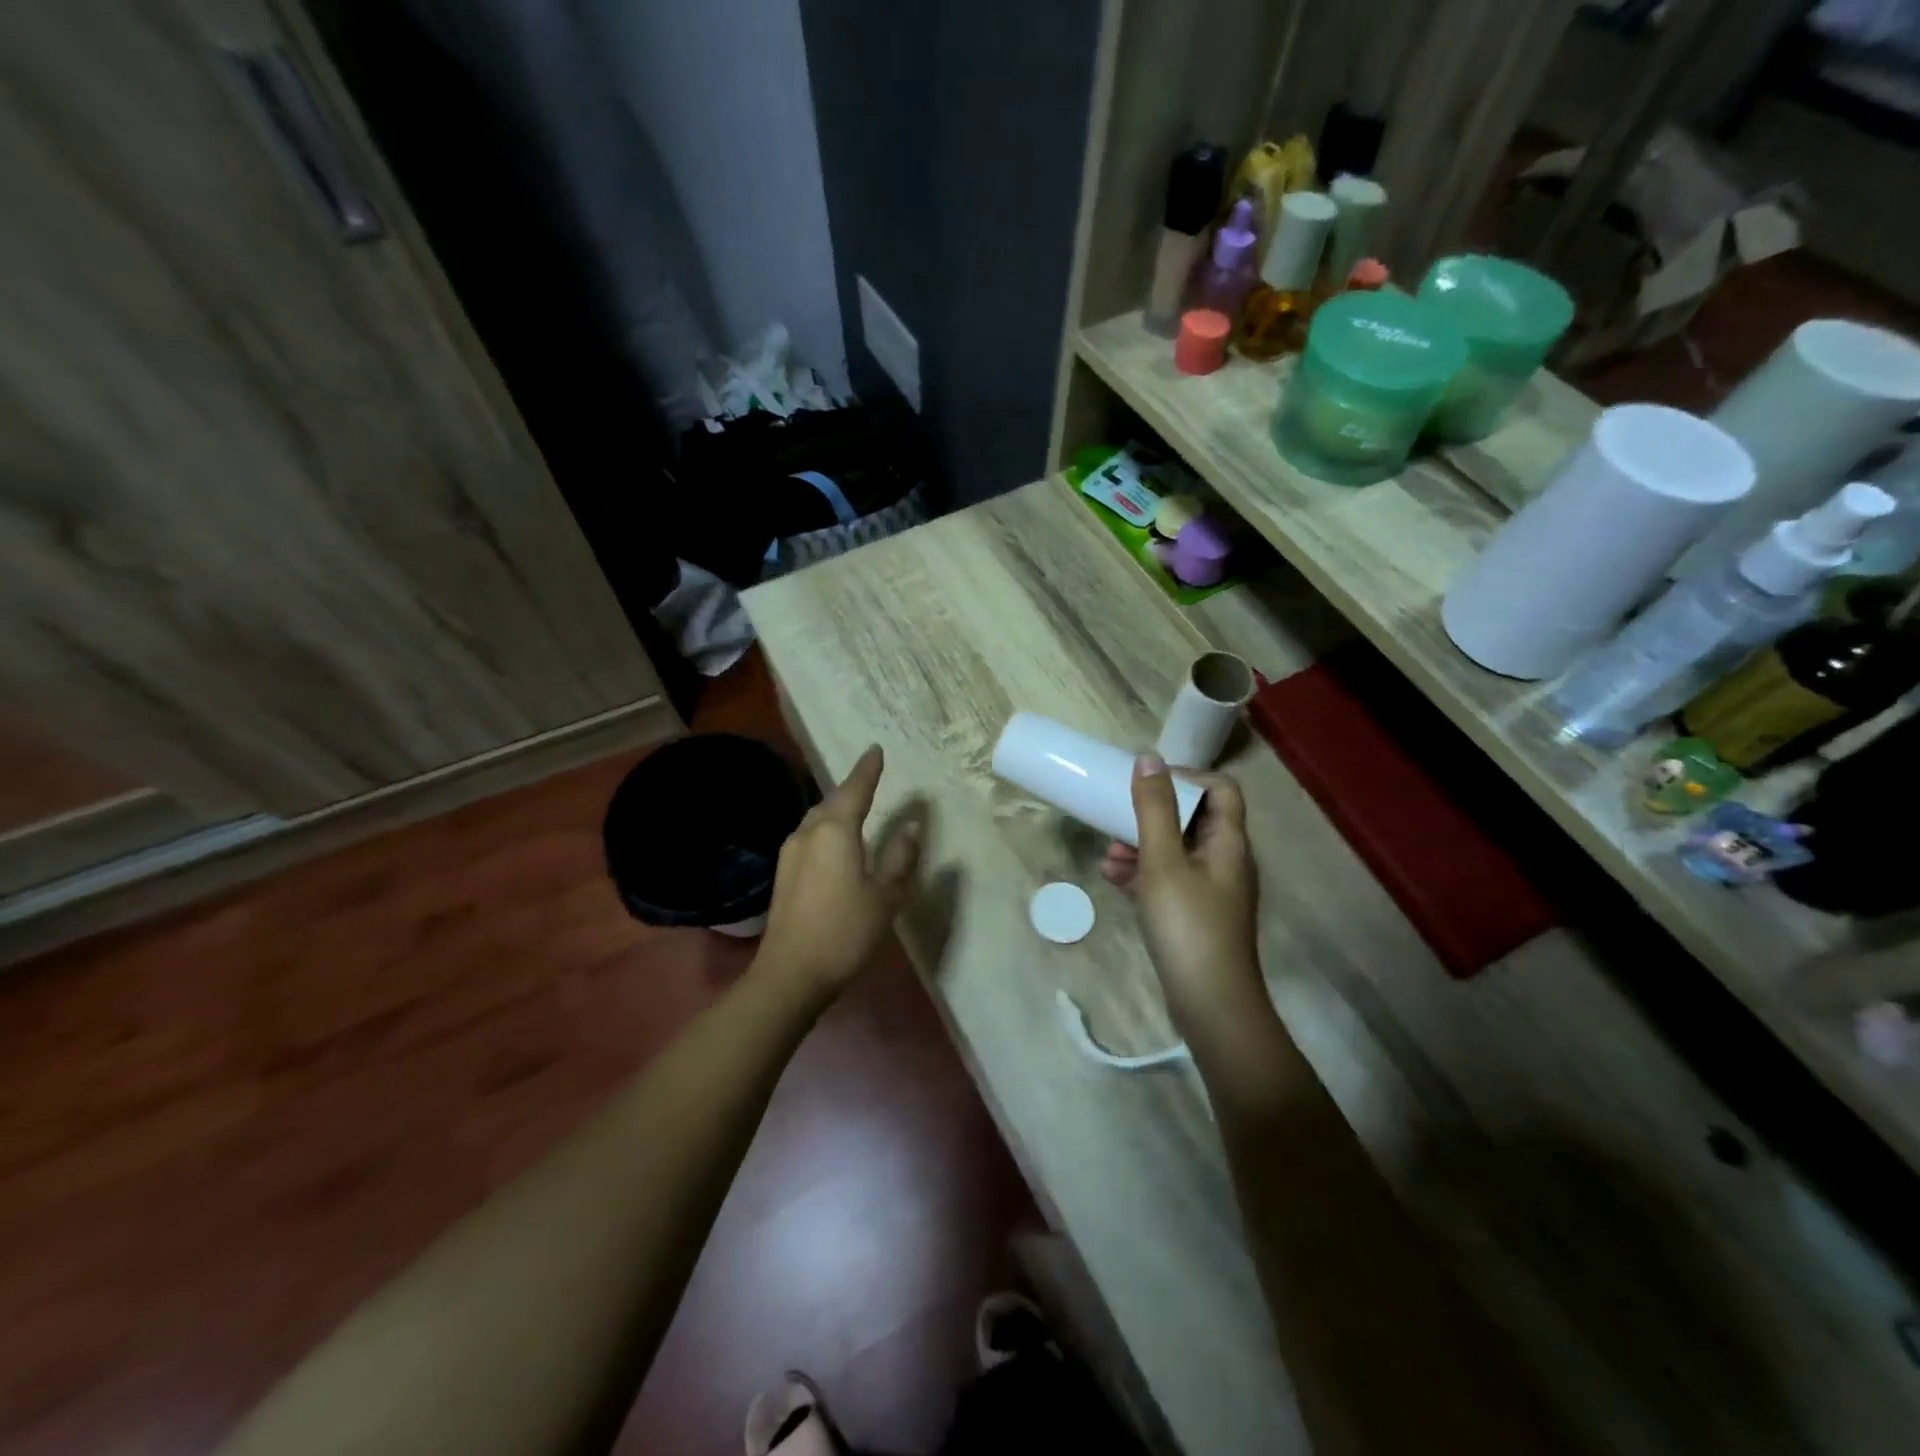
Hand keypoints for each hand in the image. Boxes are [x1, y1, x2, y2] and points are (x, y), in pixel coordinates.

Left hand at [757, 745, 921, 1005]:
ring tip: (856, 805)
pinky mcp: (784, 873)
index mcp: (835, 831)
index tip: (875, 749)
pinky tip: (836, 840)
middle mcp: (808, 833)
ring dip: (837, 808)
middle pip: (832, 800)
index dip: (867, 769)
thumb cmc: (845, 931)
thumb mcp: (885, 895)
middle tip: (870, 776)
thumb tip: (910, 825)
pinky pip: (810, 835)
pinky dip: (827, 828)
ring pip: (817, 818)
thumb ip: (900, 857)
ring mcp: (791, 853)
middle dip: (852, 787)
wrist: (791, 973)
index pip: (855, 789)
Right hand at [1102, 753, 1264, 1039]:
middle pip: (1194, 819)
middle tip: (1119, 816)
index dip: (1187, 776)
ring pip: (1177, 851)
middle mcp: (1226, 861)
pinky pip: (1169, 881)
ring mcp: (1212, 891)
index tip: (1147, 781)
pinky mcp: (1196, 916)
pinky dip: (1143, 874)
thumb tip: (1148, 758)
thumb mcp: (1163, 861)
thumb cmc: (1188, 925)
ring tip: (1109, 854)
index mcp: (1229, 842)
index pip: (1220, 789)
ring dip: (1142, 845)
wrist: (1210, 1004)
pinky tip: (1113, 879)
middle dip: (1153, 814)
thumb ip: (1154, 809)